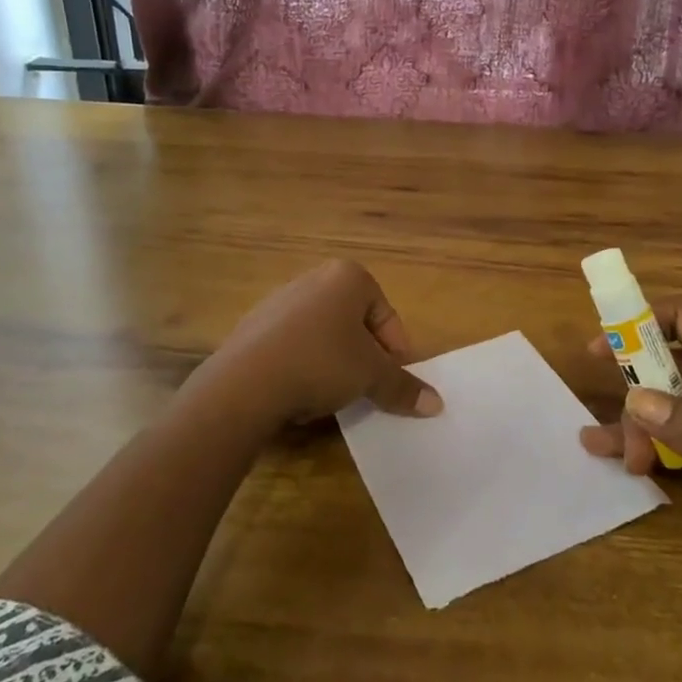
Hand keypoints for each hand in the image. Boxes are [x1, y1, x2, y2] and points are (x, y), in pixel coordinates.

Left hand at [195, 260, 442, 427]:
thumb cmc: (321, 362)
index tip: (391, 381)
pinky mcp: (254, 325)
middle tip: (366, 387)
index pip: (386, 315)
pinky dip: (303, 365)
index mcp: (348, 276)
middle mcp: (313, 278)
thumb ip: (403, 387)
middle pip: (354, 322)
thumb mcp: (371, 377)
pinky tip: (299, 392)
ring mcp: (279, 300)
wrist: (246, 382)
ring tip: (332, 394)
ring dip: (334, 362)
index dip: (395, 351)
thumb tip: (436, 405)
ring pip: (323, 334)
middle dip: (364, 355)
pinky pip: (293, 345)